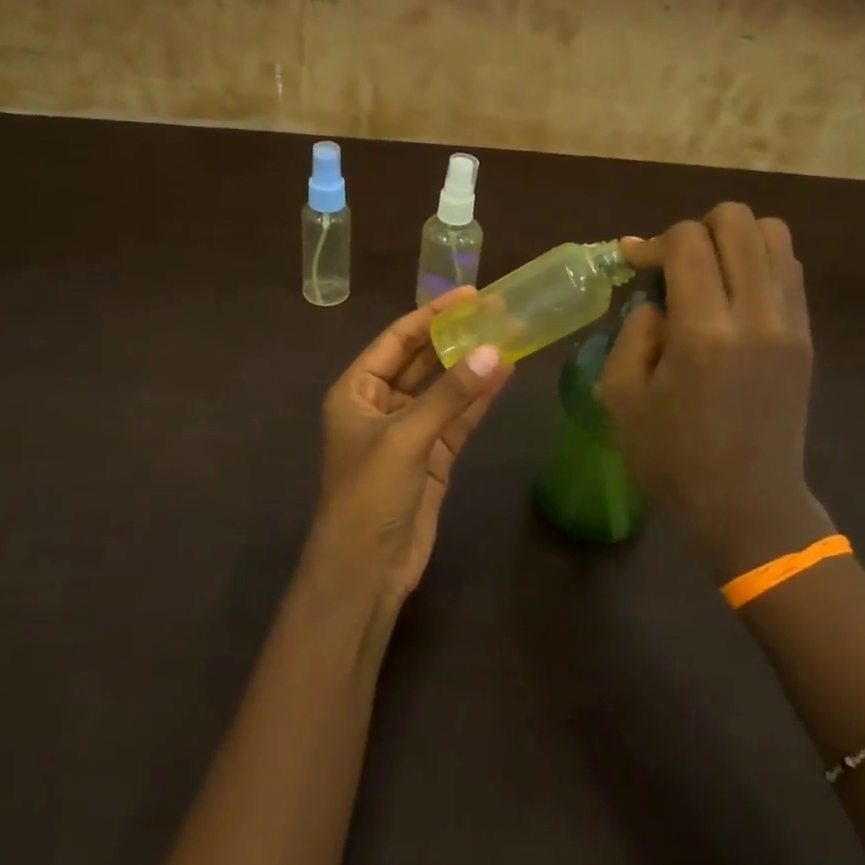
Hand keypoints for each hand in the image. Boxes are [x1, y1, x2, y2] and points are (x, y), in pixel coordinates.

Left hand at [304, 289, 515, 614]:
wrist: (366, 570)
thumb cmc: (369, 494)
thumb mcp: (406, 438)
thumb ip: (450, 395)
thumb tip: (494, 352)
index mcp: (356, 391)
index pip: (396, 340)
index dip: (431, 315)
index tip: (469, 294)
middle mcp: (380, 405)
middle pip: (421, 361)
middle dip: (455, 338)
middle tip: (496, 311)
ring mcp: (409, 432)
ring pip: (444, 390)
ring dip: (471, 367)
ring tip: (508, 336)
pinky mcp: (432, 457)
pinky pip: (457, 419)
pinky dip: (478, 400)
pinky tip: (504, 375)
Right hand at [603, 204, 832, 581]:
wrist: (747, 504)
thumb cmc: (671, 457)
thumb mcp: (621, 396)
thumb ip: (634, 331)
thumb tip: (658, 298)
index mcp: (704, 332)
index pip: (687, 240)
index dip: (653, 241)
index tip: (634, 264)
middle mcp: (756, 315)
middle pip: (737, 220)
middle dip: (696, 229)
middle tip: (672, 267)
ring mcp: (790, 323)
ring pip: (773, 234)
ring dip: (733, 240)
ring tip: (707, 275)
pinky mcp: (806, 336)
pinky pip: (789, 268)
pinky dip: (758, 262)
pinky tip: (732, 296)